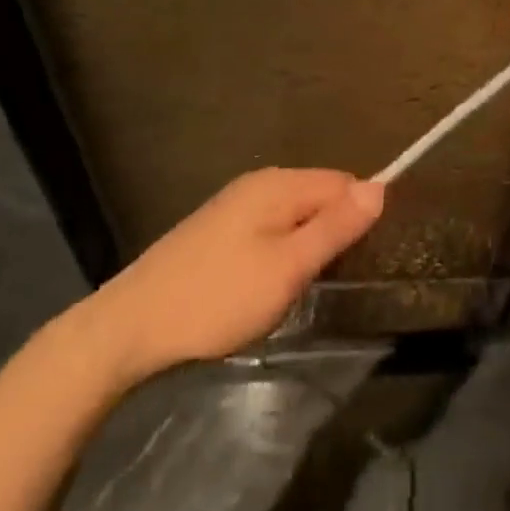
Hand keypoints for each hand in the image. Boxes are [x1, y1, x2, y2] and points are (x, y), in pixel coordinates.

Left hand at [87, 169, 383, 381]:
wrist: (129, 328)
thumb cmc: (218, 299)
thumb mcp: (287, 268)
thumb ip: (335, 227)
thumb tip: (381, 186)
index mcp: (278, 184)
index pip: (343, 182)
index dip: (361, 215)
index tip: (366, 258)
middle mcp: (257, 184)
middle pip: (318, 194)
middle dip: (334, 229)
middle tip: (335, 277)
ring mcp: (232, 206)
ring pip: (293, 214)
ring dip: (308, 243)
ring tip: (307, 285)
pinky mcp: (216, 230)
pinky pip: (268, 228)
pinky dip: (281, 249)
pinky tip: (270, 282)